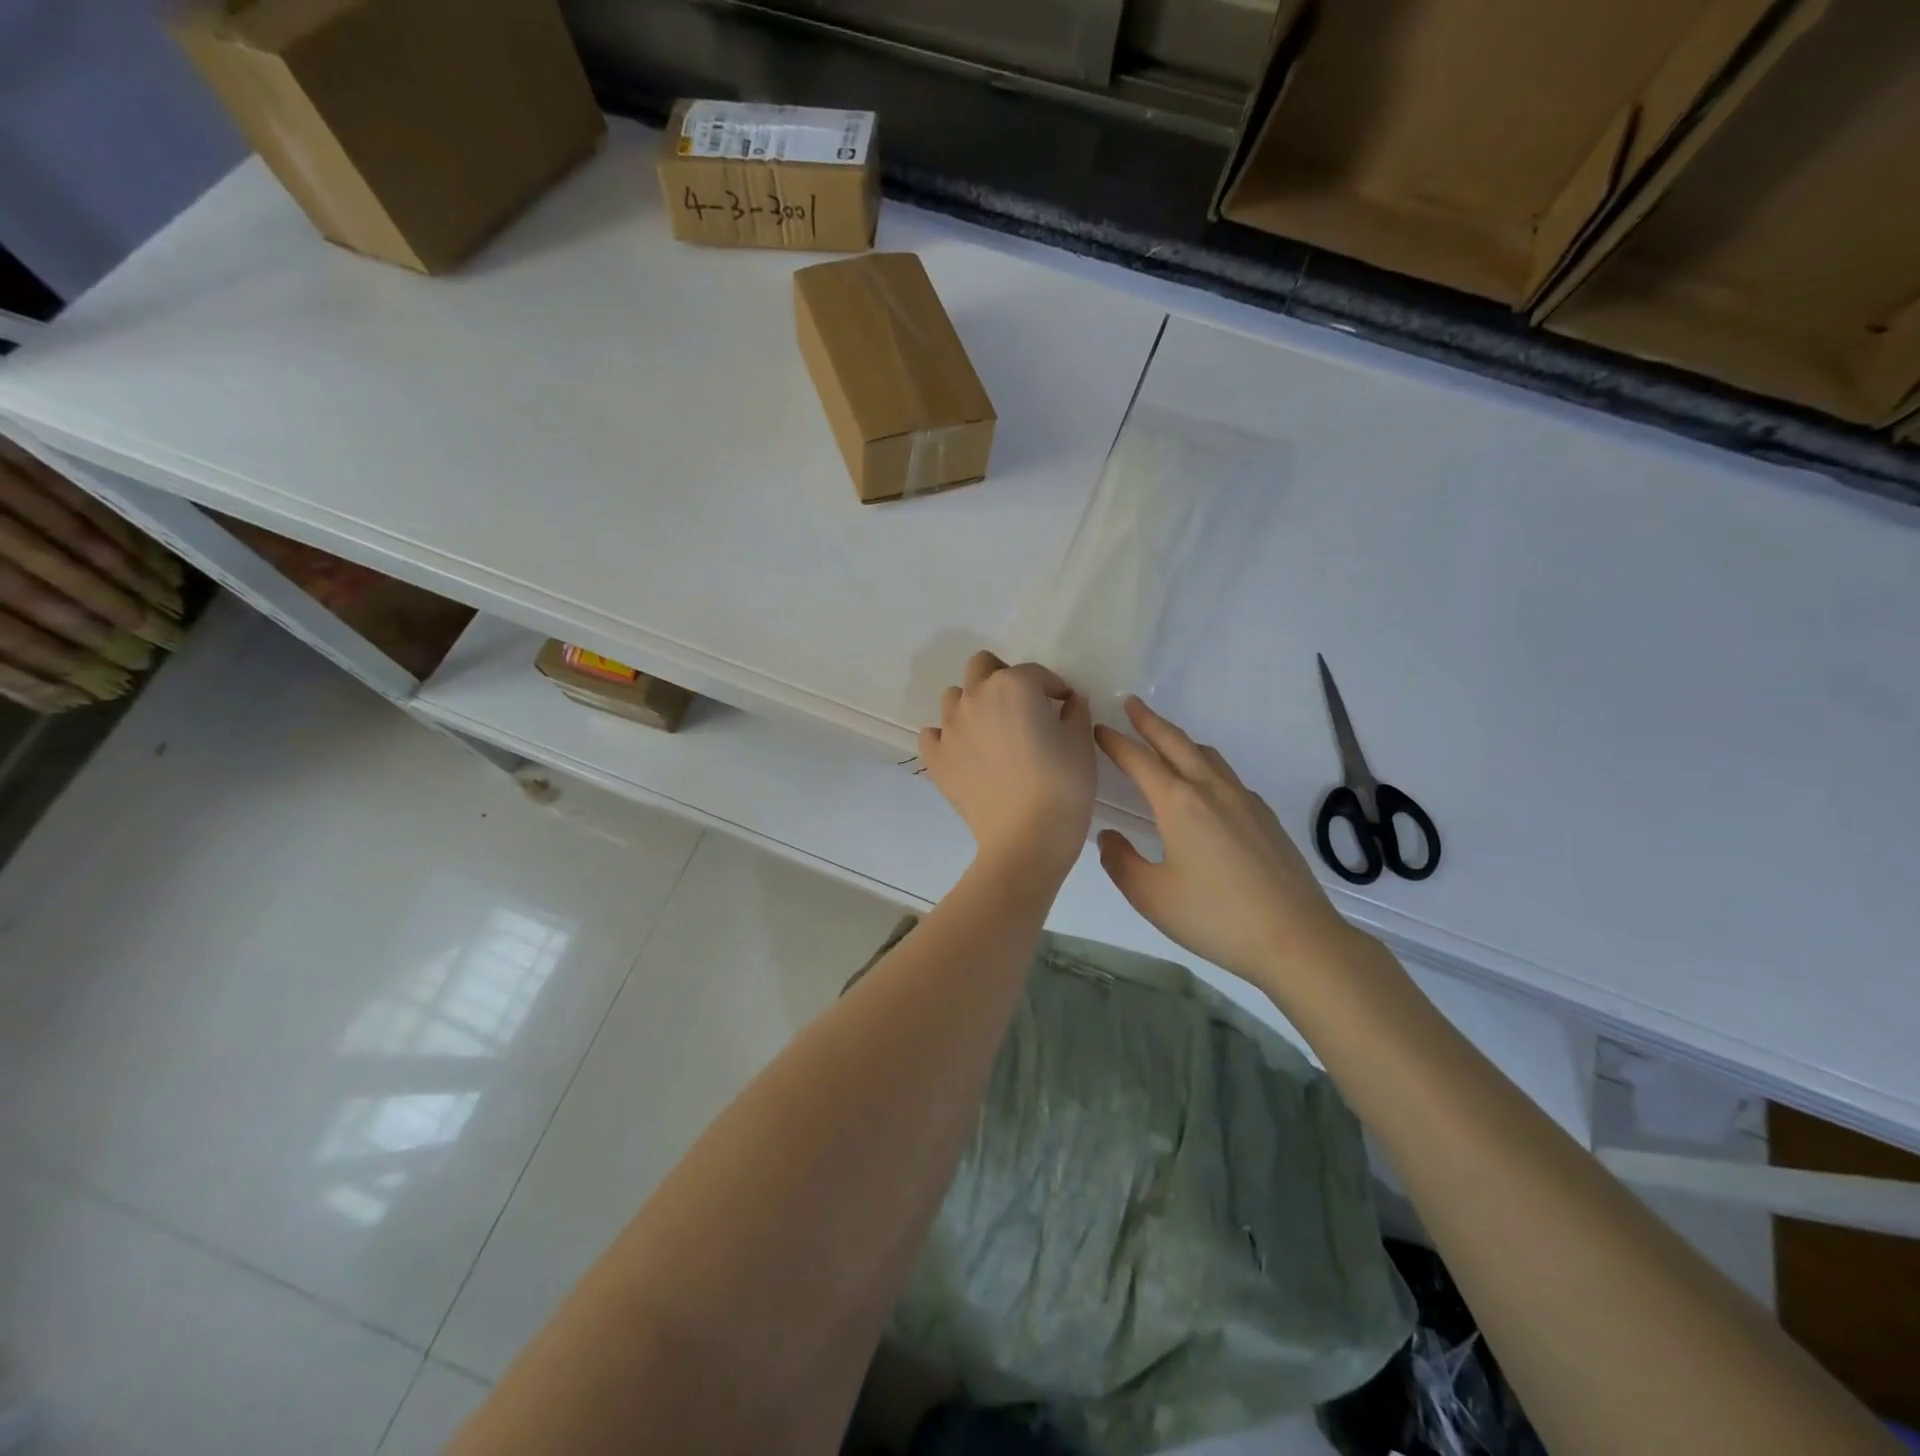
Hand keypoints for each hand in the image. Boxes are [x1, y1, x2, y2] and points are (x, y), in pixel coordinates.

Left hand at [920, 652, 1094, 880]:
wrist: (1027, 836)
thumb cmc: (1063, 785)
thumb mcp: (1080, 742)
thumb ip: (1075, 711)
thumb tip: (1069, 701)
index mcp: (1014, 685)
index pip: (1035, 673)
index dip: (1052, 687)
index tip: (1062, 705)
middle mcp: (976, 697)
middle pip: (982, 667)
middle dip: (1002, 677)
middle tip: (1021, 705)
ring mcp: (950, 727)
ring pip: (954, 697)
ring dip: (972, 704)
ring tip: (992, 731)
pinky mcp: (936, 757)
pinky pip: (933, 735)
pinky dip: (947, 738)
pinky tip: (964, 753)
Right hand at [1095, 697, 1357, 991]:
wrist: (1296, 938)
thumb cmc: (1215, 917)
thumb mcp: (1151, 896)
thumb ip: (1121, 862)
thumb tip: (1109, 837)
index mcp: (1179, 804)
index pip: (1139, 761)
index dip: (1115, 742)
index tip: (1098, 728)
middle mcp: (1212, 791)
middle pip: (1176, 743)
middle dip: (1150, 722)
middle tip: (1132, 704)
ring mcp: (1245, 801)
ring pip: (1207, 756)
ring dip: (1181, 741)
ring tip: (1166, 739)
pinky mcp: (1266, 818)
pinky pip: (1228, 777)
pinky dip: (1206, 766)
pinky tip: (1206, 787)